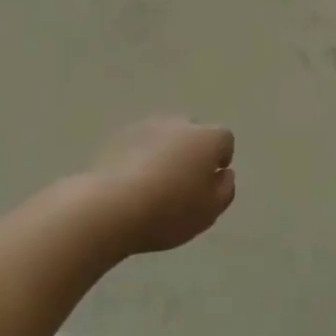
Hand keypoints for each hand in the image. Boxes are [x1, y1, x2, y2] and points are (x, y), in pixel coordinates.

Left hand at [87, 117, 236, 255]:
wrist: (110, 207)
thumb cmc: (170, 211)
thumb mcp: (210, 211)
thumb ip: (225, 189)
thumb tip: (224, 173)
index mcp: (207, 138)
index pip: (224, 139)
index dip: (220, 159)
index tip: (209, 182)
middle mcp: (179, 124)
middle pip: (193, 132)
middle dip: (192, 151)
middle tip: (183, 183)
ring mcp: (146, 127)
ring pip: (165, 136)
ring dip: (165, 153)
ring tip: (155, 184)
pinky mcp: (118, 137)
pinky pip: (139, 144)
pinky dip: (140, 157)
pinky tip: (132, 183)